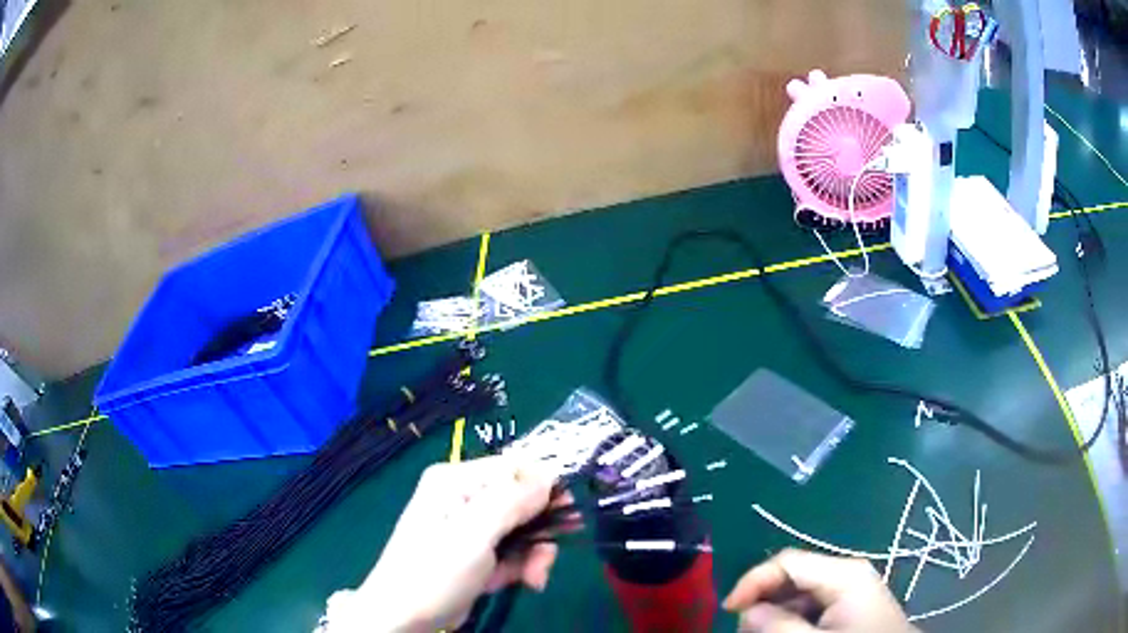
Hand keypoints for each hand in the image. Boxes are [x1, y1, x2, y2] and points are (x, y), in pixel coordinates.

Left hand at [324, 456, 561, 631]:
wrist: (405, 617)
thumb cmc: (434, 571)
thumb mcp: (473, 534)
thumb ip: (512, 501)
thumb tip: (550, 475)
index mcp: (457, 480)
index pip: (514, 468)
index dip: (545, 488)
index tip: (567, 515)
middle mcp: (465, 497)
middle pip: (523, 501)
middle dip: (540, 531)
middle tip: (547, 558)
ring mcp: (471, 527)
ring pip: (523, 530)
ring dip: (535, 554)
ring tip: (534, 578)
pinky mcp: (477, 553)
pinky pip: (513, 551)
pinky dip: (522, 567)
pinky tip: (524, 582)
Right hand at [723, 549, 915, 632]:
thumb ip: (779, 626)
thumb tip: (749, 610)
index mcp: (843, 573)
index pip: (787, 561)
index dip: (753, 581)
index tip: (728, 611)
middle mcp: (847, 573)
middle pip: (793, 576)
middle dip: (764, 601)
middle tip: (747, 630)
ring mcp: (852, 590)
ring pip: (801, 594)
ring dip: (777, 614)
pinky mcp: (853, 607)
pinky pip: (815, 607)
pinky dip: (794, 620)